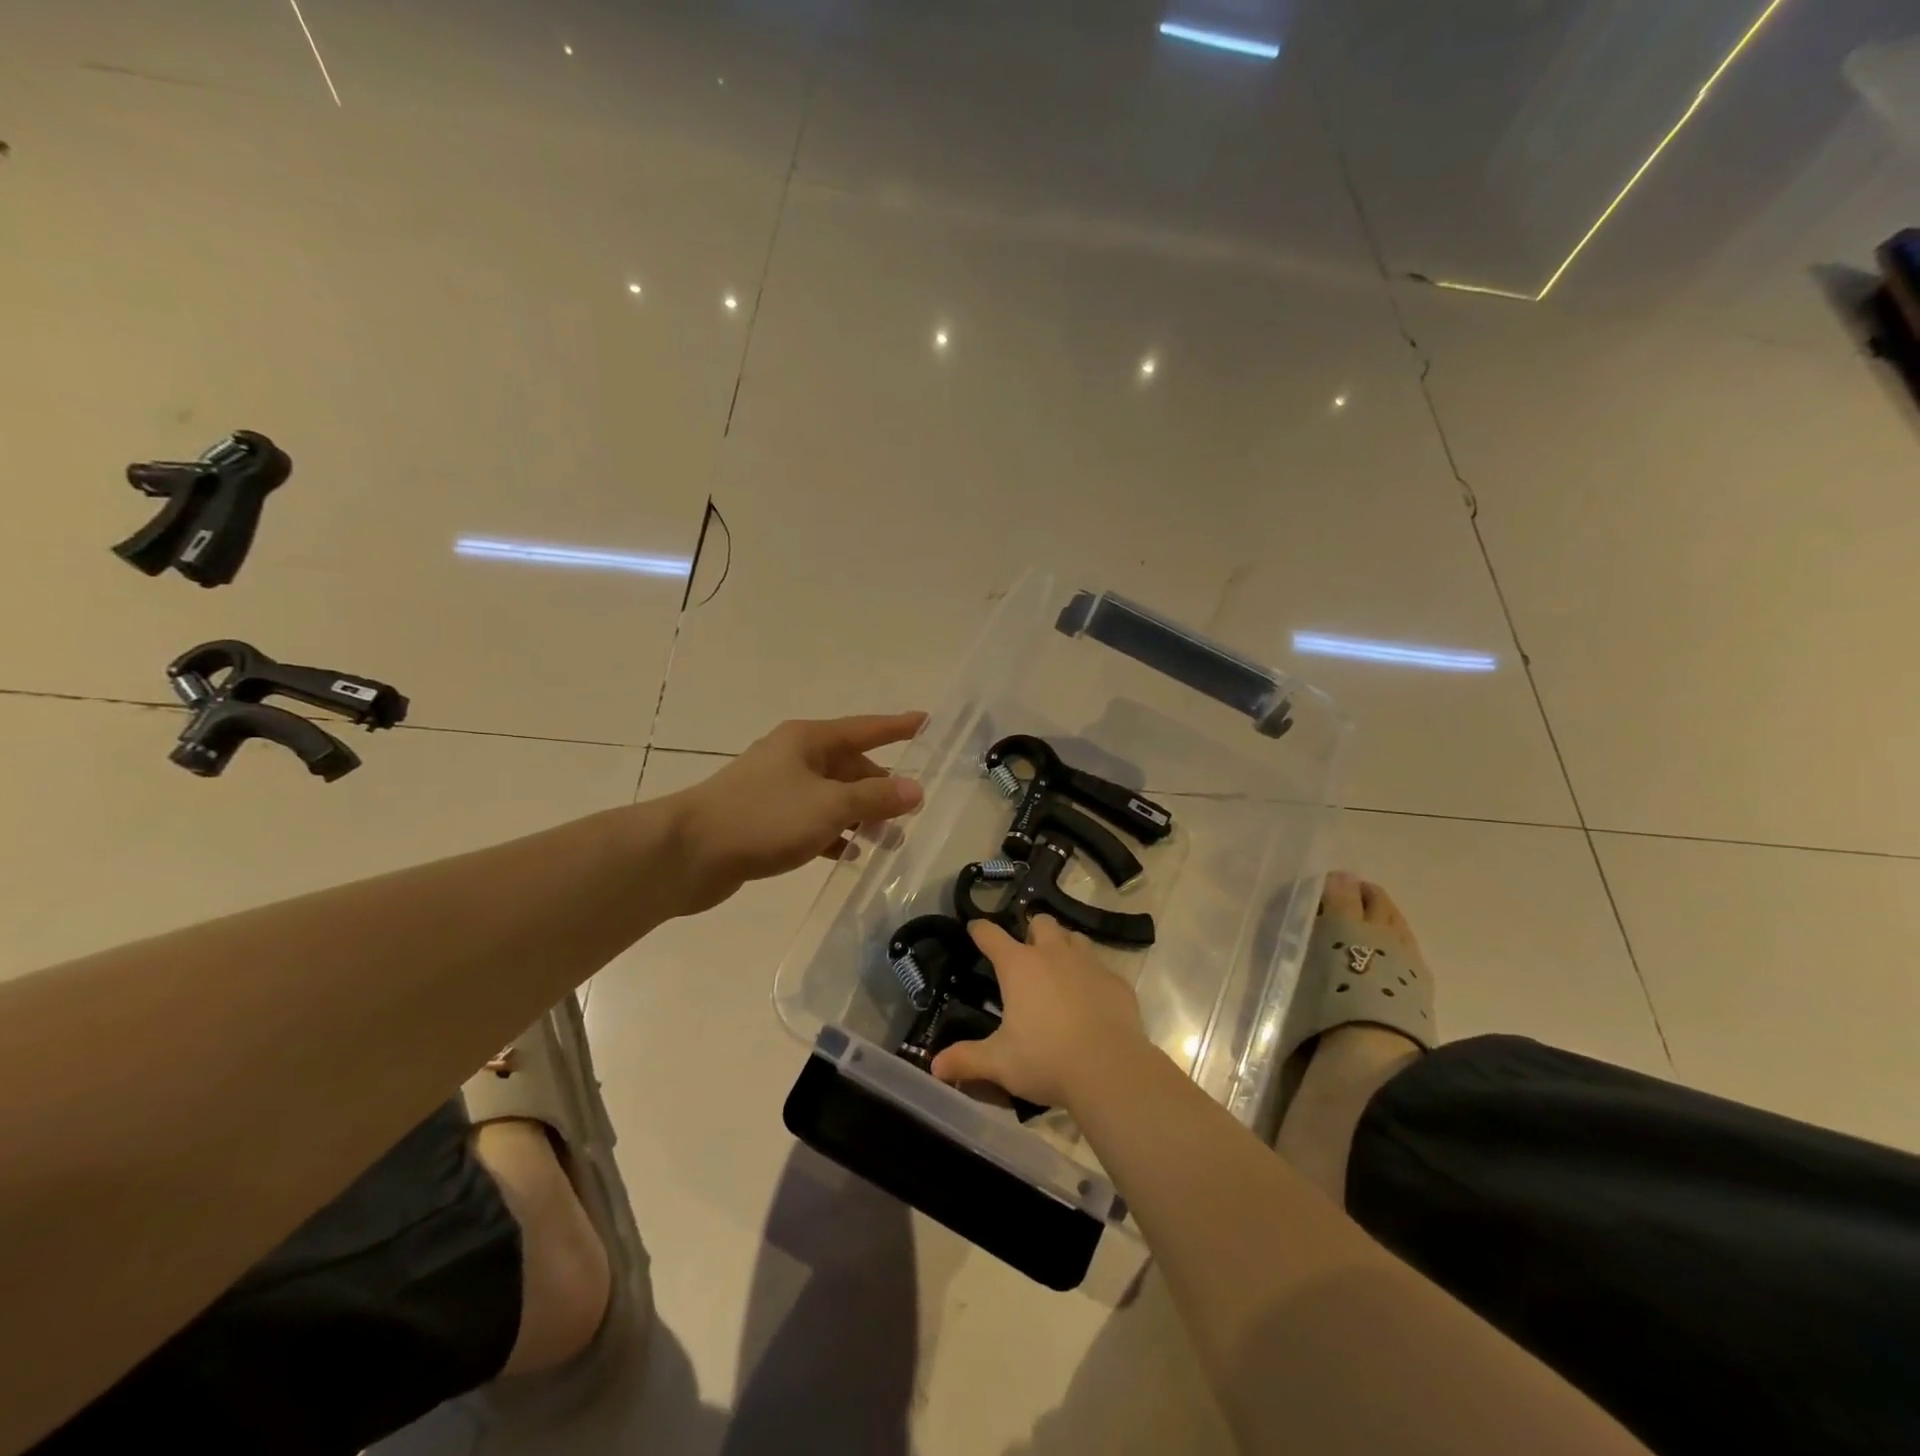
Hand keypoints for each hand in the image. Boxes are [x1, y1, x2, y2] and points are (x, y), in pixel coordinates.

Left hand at [669, 713, 925, 913]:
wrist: (688, 853)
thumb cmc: (764, 818)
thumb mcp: (829, 806)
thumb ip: (875, 798)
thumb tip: (915, 790)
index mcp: (809, 740)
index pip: (866, 728)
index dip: (898, 727)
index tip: (927, 723)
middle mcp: (794, 757)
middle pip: (850, 766)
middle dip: (881, 789)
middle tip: (910, 814)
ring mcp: (777, 788)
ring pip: (832, 797)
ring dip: (860, 816)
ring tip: (887, 842)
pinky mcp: (765, 819)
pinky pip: (811, 821)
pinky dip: (832, 834)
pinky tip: (847, 855)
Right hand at [930, 917, 1149, 1108]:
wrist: (1110, 1070)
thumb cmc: (1046, 1060)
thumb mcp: (999, 1063)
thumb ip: (966, 1059)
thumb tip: (935, 1065)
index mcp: (1019, 966)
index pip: (991, 935)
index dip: (980, 930)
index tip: (975, 929)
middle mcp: (1053, 954)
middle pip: (1041, 922)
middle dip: (1031, 932)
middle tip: (1026, 957)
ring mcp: (1089, 964)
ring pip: (1074, 938)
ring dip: (1063, 947)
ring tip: (1059, 972)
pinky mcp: (1116, 982)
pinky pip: (1101, 968)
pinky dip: (1092, 977)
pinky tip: (1091, 1000)